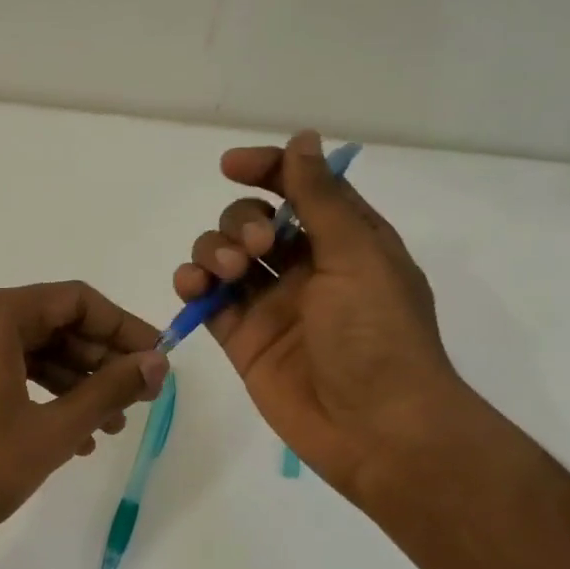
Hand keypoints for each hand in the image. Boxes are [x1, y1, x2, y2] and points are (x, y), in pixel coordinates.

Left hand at [0, 282, 167, 549]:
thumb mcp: (52, 430)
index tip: (156, 359)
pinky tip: (68, 434)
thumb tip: (156, 362)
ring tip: (109, 424)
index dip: (122, 327)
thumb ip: (108, 390)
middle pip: (49, 322)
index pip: (74, 300)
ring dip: (71, 381)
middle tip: (138, 396)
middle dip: (98, 359)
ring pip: (25, 349)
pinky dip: (35, 391)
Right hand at [173, 130, 468, 505]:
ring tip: (226, 272)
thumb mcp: (357, 255)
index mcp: (343, 240)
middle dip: (239, 221)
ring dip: (212, 250)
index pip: (298, 187)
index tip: (232, 166)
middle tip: (254, 247)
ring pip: (222, 256)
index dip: (265, 169)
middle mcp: (304, 267)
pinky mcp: (241, 338)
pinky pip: (207, 299)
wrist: (374, 428)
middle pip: (250, 220)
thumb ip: (320, 198)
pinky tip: (192, 287)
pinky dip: (192, 285)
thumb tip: (302, 140)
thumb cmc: (377, 335)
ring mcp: (270, 304)